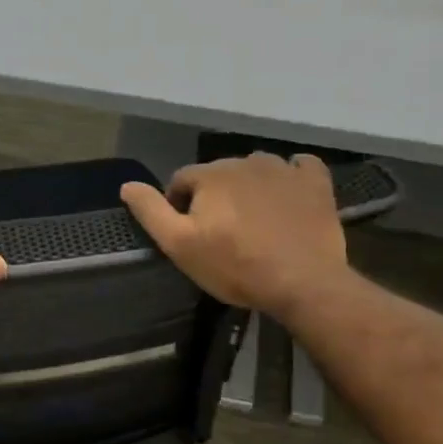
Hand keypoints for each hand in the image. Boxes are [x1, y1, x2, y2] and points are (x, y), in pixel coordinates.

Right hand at [120, 154, 348, 320]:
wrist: (302, 282)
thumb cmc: (234, 266)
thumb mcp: (180, 245)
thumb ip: (151, 212)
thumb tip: (127, 185)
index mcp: (211, 175)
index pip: (182, 180)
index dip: (180, 206)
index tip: (191, 235)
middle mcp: (246, 161)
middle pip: (219, 174)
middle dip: (216, 197)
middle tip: (223, 234)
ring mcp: (285, 169)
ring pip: (256, 170)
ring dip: (250, 188)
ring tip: (255, 222)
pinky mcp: (315, 182)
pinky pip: (299, 167)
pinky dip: (290, 178)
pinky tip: (288, 198)